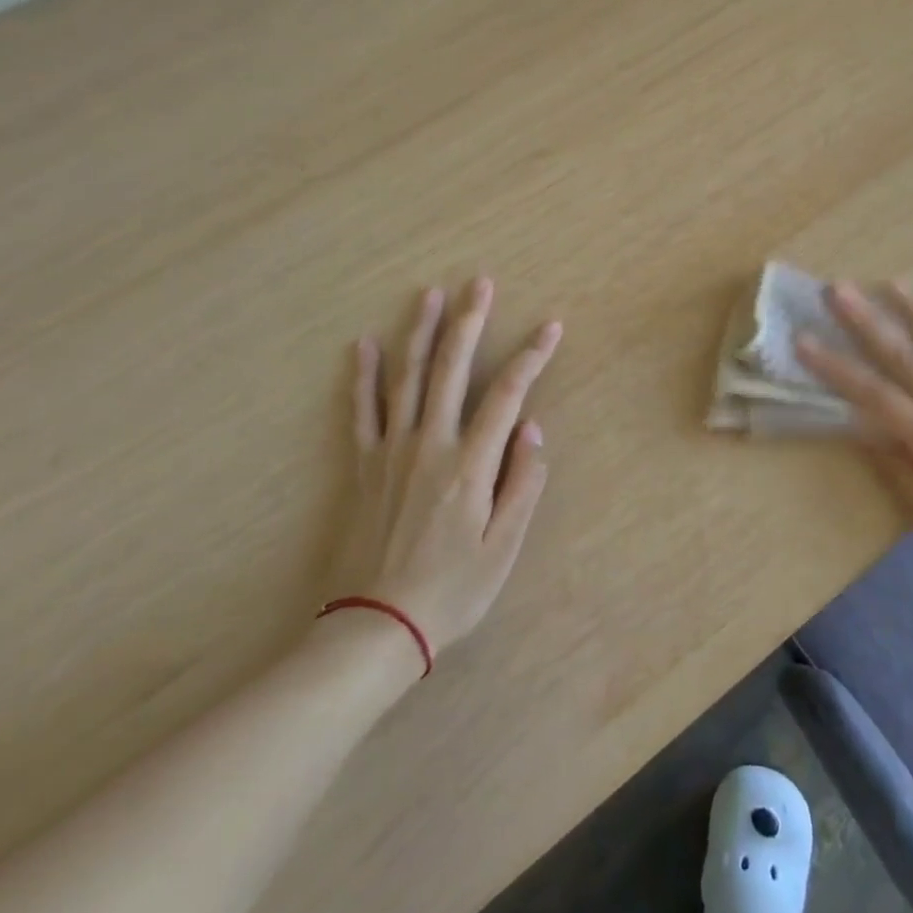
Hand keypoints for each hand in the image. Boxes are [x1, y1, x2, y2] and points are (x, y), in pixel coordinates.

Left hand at [332, 278, 561, 656]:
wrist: (373, 629)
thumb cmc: (450, 591)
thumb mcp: (502, 548)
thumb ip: (522, 484)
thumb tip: (532, 429)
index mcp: (469, 464)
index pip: (508, 394)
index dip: (532, 356)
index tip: (551, 326)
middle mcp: (429, 444)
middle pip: (451, 369)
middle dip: (469, 322)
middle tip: (480, 283)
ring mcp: (390, 451)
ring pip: (406, 378)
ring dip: (419, 331)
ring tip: (430, 294)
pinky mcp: (362, 466)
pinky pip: (361, 411)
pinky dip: (363, 376)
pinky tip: (365, 344)